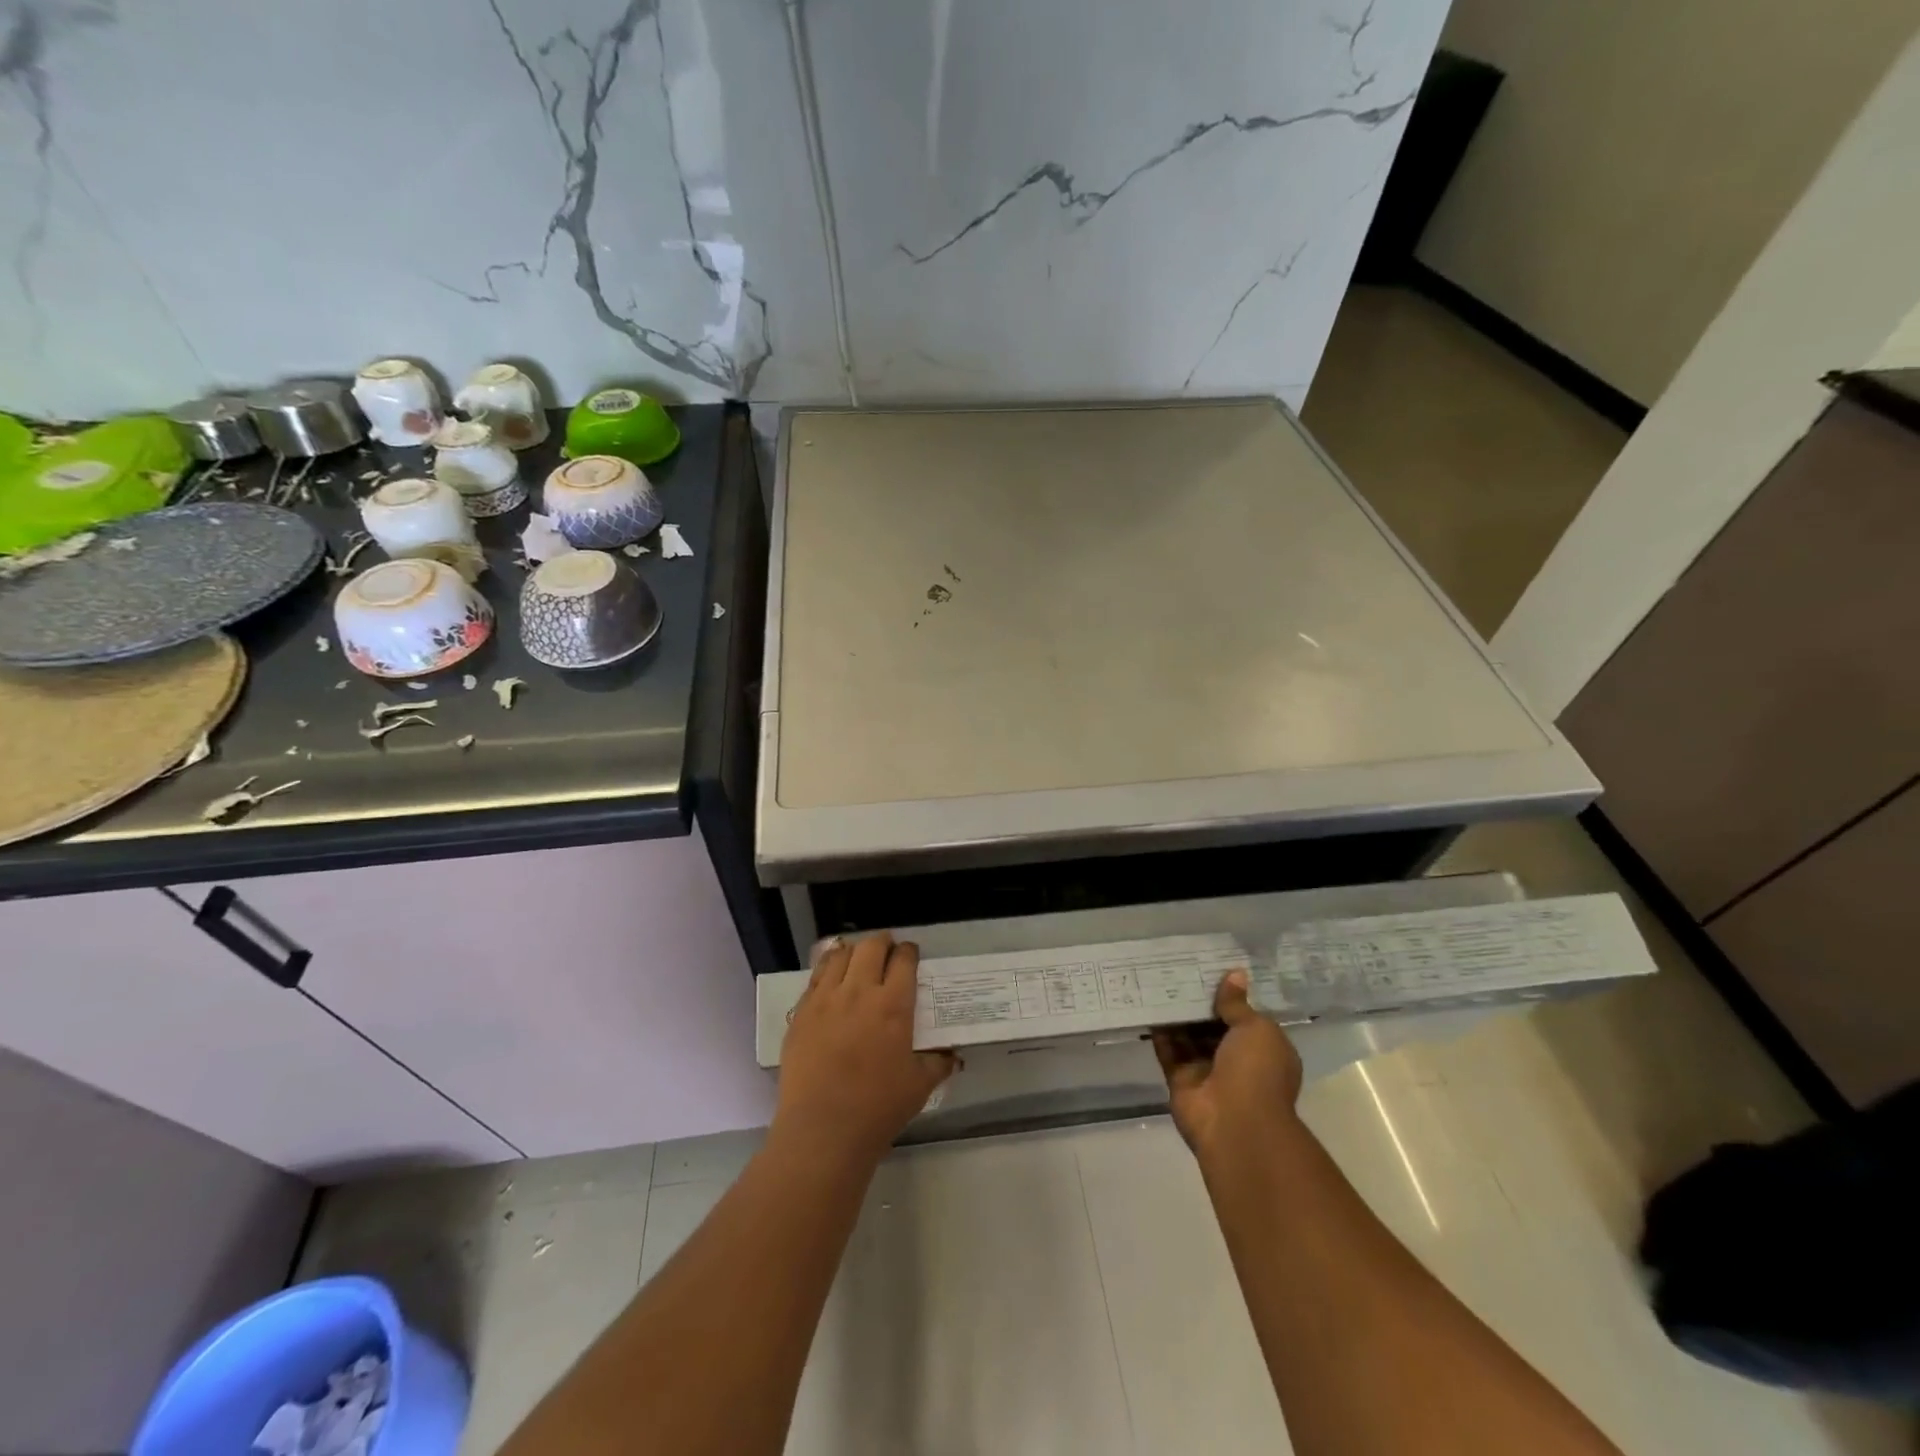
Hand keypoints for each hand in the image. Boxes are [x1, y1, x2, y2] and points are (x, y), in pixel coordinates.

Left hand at [773, 933, 957, 1164]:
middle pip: (871, 947)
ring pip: (840, 955)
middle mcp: (859, 992)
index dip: (909, 952)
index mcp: (893, 1005)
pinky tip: (831, 978)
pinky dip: (827, 969)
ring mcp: (826, 999)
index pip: (904, 960)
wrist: (822, 1130)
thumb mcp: (919, 1086)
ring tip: (858, 959)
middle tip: (887, 950)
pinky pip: (815, 977)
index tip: (911, 955)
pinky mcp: (801, 1012)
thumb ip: (938, 1063)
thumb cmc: (877, 1108)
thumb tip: (954, 1055)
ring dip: (854, 951)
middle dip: (883, 942)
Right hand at [1152, 970, 1303, 1157]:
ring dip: (1177, 1014)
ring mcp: (1207, 1071)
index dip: (1230, 995)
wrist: (1235, 1124)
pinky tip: (1148, 1006)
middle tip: (1178, 968)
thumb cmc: (1256, 1071)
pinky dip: (1160, 1032)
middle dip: (1199, 1002)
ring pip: (1189, 1037)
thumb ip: (1237, 1003)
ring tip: (1159, 980)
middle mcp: (1236, 1060)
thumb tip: (1234, 974)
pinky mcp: (1181, 1080)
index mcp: (1263, 1049)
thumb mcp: (1255, 1029)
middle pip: (1213, 1026)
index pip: (1245, 1017)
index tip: (1210, 969)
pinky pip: (1169, 1051)